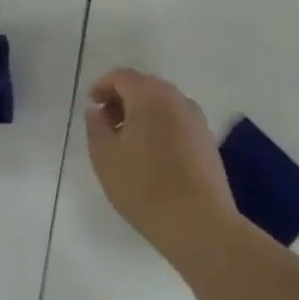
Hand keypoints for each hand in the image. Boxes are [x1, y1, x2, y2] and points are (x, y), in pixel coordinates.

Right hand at [84, 69, 239, 258]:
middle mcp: (177, 100)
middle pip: (145, 86)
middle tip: (105, 122)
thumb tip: (97, 112)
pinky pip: (177, 121)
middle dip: (123, 99)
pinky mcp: (207, 141)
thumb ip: (96, 127)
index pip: (122, 76)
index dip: (102, 86)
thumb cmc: (143, 186)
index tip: (91, 105)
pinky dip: (160, 126)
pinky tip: (150, 154)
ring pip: (163, 104)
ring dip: (142, 113)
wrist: (199, 223)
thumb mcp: (105, 157)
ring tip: (126, 141)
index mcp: (149, 96)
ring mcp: (197, 120)